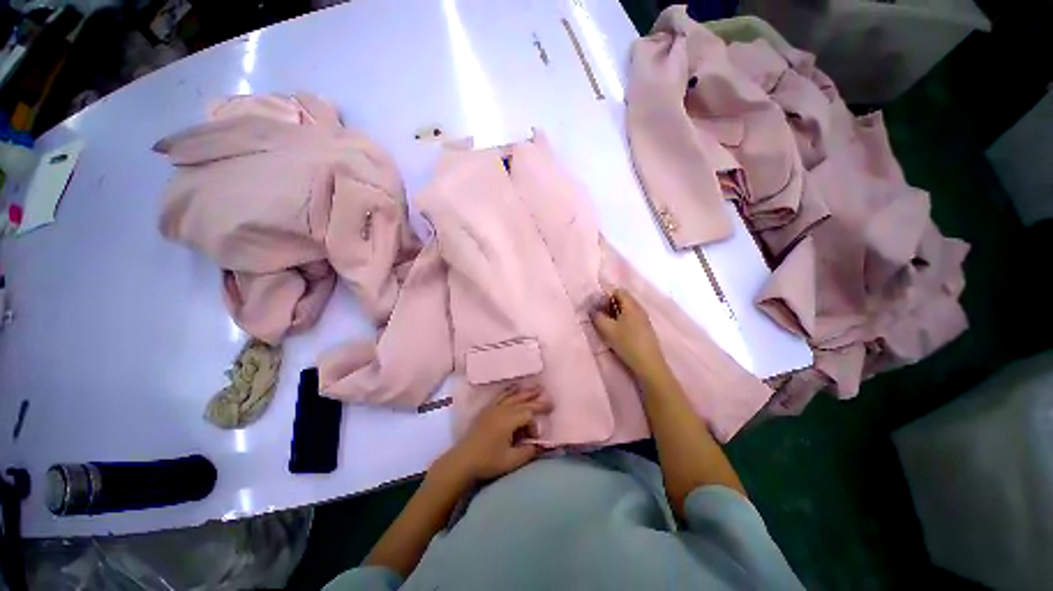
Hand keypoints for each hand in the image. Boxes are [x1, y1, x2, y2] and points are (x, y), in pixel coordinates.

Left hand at [430, 386, 552, 485]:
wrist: (462, 461)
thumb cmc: (487, 461)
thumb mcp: (511, 461)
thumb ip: (528, 451)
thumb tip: (539, 444)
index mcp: (508, 420)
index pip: (528, 413)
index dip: (536, 419)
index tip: (541, 429)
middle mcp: (501, 410)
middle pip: (521, 400)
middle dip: (534, 396)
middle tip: (546, 392)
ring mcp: (493, 408)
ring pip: (512, 395)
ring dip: (524, 391)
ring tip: (535, 386)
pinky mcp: (486, 410)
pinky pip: (501, 395)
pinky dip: (509, 390)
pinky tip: (513, 388)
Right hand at [591, 288, 667, 380]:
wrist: (648, 364)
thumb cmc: (627, 343)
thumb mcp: (607, 329)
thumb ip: (597, 317)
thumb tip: (592, 310)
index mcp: (631, 305)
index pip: (618, 290)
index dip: (605, 293)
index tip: (595, 302)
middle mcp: (639, 309)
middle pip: (623, 299)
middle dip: (609, 303)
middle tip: (597, 311)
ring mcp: (643, 319)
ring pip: (626, 309)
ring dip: (614, 312)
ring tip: (604, 321)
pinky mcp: (644, 328)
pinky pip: (630, 317)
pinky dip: (621, 319)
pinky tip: (615, 329)